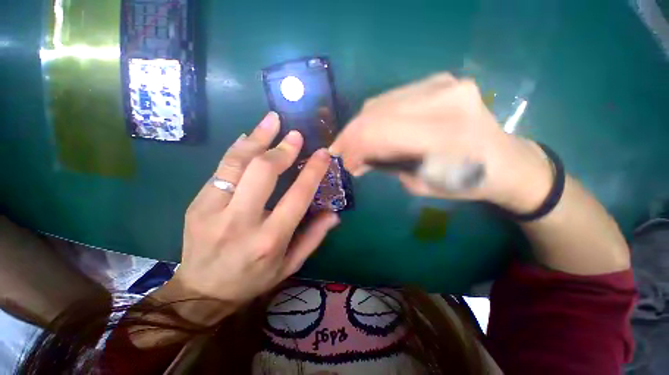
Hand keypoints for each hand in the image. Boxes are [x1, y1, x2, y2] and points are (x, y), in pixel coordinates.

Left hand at [156, 113, 338, 325]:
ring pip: (237, 163)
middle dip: (282, 149)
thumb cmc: (253, 278)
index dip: (312, 171)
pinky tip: (249, 137)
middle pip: (263, 172)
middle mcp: (242, 221)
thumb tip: (334, 213)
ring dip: (257, 138)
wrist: (202, 292)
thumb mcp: (290, 264)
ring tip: (272, 121)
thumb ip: (314, 237)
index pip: (297, 196)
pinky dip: (237, 149)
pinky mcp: (197, 204)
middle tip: (295, 135)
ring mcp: (213, 210)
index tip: (322, 153)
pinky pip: (220, 169)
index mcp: (270, 239)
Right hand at [330, 73, 552, 212]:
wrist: (505, 160)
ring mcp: (442, 83)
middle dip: (351, 136)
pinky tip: (373, 132)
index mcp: (444, 133)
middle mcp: (442, 98)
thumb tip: (355, 159)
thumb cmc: (465, 182)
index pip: (377, 132)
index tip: (344, 162)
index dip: (352, 147)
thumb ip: (384, 165)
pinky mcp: (439, 81)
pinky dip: (376, 117)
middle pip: (374, 113)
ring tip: (357, 145)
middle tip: (344, 154)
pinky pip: (391, 99)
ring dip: (361, 126)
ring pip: (379, 103)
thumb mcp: (418, 183)